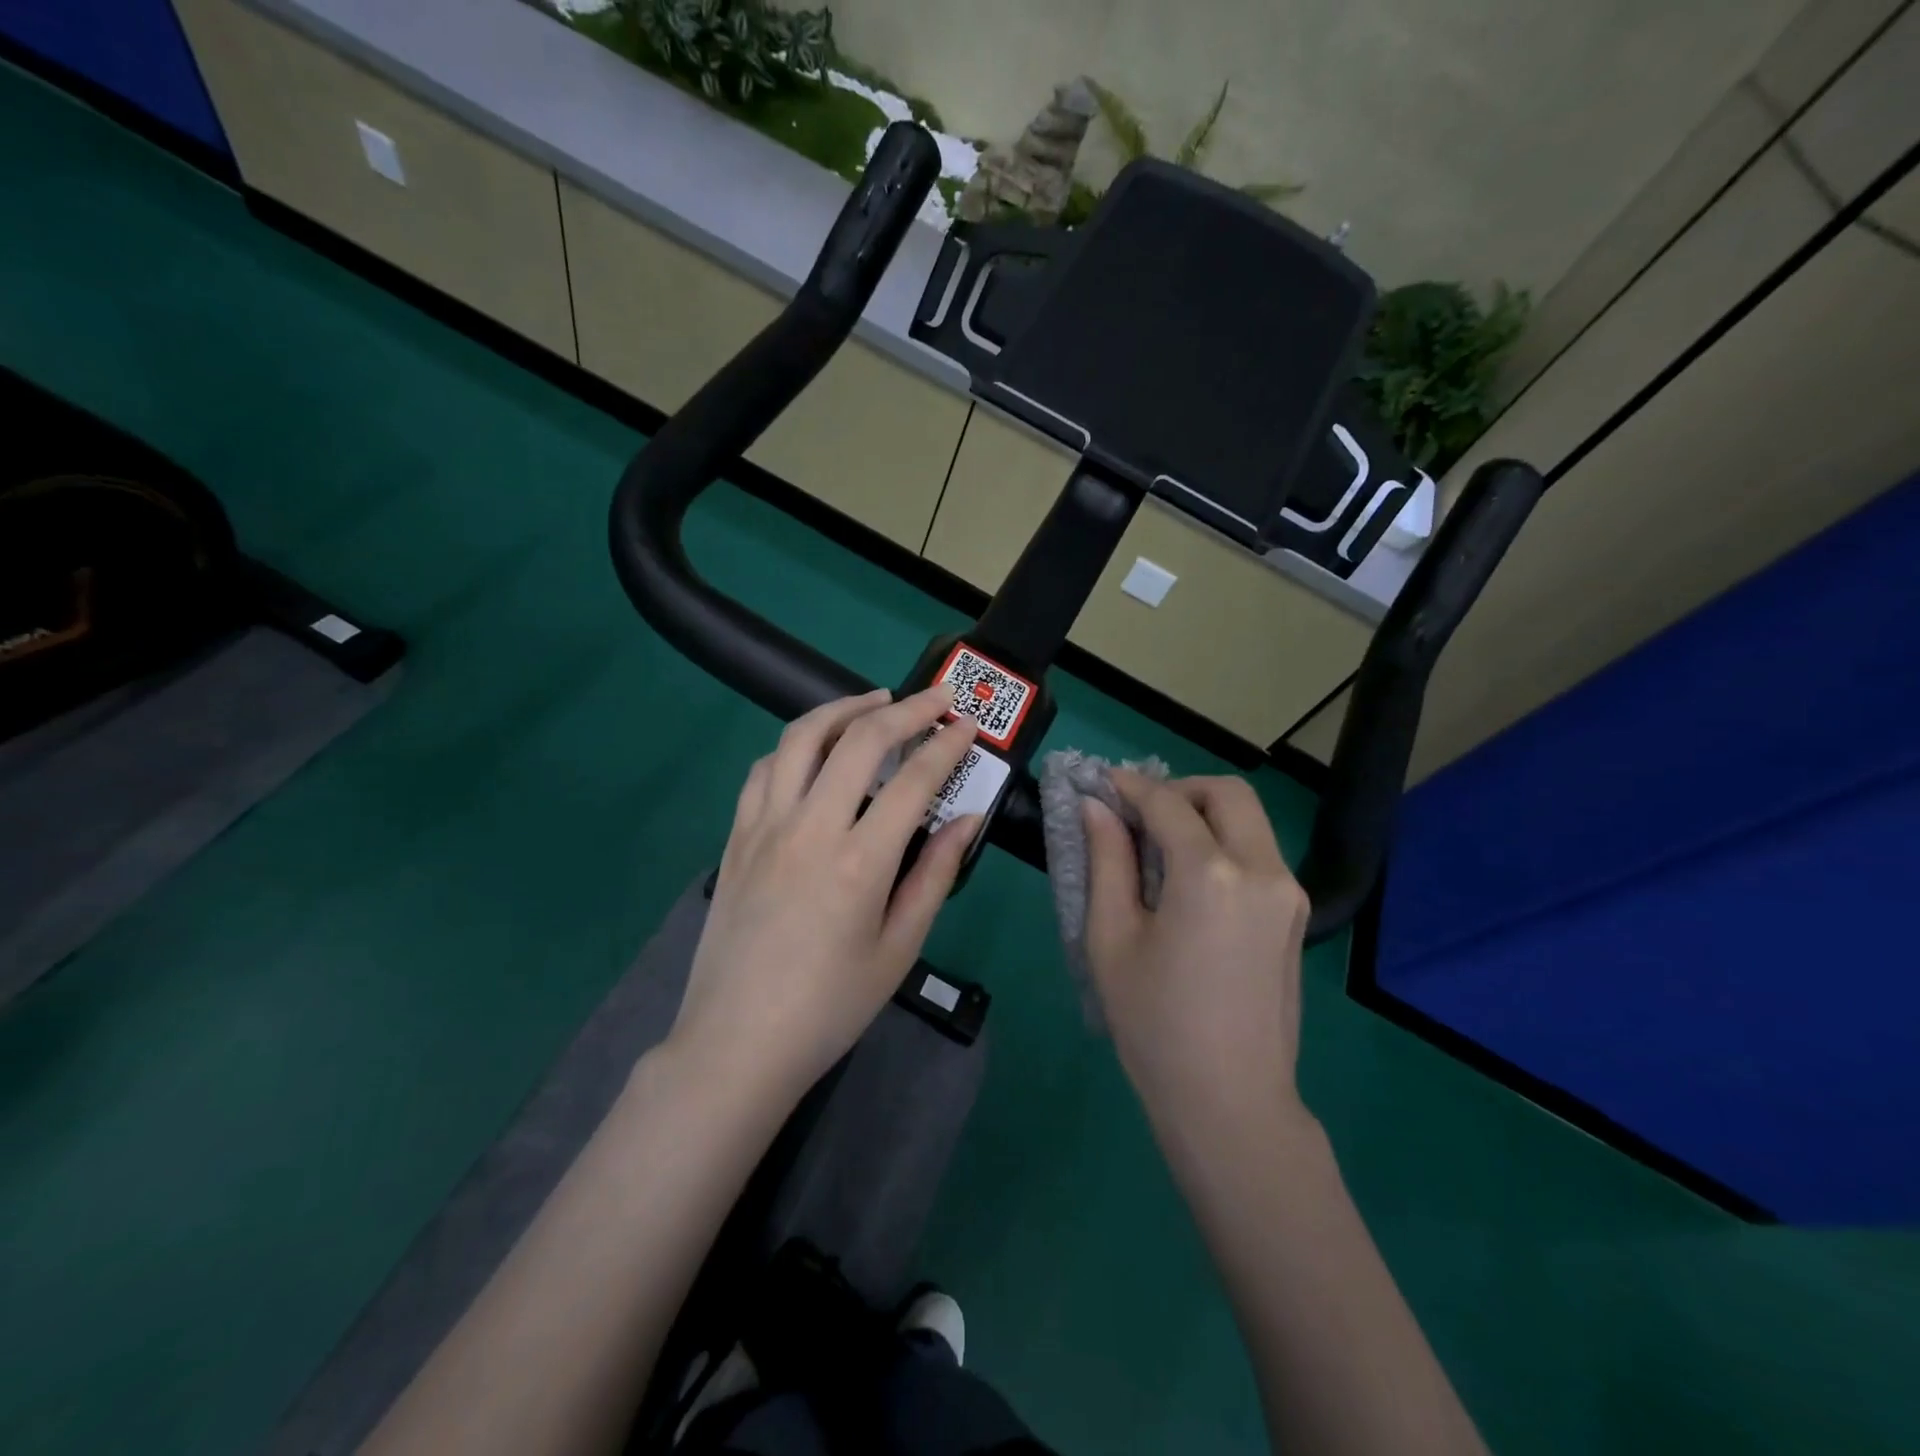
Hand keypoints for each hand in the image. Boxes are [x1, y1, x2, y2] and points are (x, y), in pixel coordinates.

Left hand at [672, 685, 980, 1103]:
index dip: (945, 745)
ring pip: (801, 739)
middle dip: (905, 709)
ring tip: (874, 702)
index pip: (912, 779)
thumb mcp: (898, 950)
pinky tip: (815, 749)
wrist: (736, 1044)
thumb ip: (934, 876)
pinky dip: (796, 745)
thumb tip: (964, 821)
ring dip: (843, 708)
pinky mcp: (736, 837)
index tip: (966, 726)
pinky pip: (765, 769)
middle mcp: (809, 828)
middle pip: (859, 740)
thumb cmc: (830, 1007)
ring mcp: (764, 827)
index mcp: (859, 862)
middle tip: (935, 697)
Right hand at [1082, 771, 1311, 1146]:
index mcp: (1212, 875)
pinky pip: (1259, 853)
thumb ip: (1106, 860)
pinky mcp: (1295, 916)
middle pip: (1226, 793)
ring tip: (1158, 844)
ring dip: (1204, 813)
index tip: (1100, 782)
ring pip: (1249, 820)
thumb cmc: (1155, 1024)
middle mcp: (1262, 870)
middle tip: (1138, 812)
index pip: (1168, 803)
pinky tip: (1189, 877)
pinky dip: (1223, 842)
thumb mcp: (1112, 938)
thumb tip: (1095, 807)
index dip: (1130, 786)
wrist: (1231, 1102)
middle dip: (1179, 788)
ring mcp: (1288, 893)